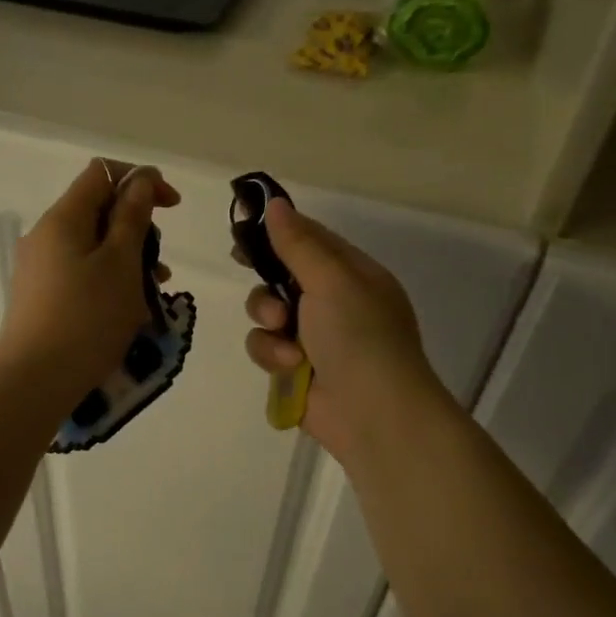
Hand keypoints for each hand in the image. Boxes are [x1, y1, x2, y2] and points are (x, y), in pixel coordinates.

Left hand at [0, 158, 180, 403]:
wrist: (34, 381)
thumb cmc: (87, 318)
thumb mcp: (121, 264)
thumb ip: (132, 218)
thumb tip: (140, 181)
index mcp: (63, 218)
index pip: (103, 173)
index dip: (141, 180)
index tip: (172, 207)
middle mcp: (46, 235)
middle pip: (98, 210)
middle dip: (137, 228)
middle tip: (160, 264)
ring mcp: (39, 267)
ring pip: (93, 246)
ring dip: (128, 258)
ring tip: (153, 291)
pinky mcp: (40, 296)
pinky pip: (81, 272)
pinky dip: (109, 279)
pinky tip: (128, 309)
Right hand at [243, 199, 447, 461]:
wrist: (374, 414)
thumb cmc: (359, 336)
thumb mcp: (332, 280)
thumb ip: (298, 243)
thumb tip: (275, 203)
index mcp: (353, 274)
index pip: (310, 239)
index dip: (276, 229)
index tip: (242, 222)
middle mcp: (334, 302)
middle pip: (281, 275)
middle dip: (265, 277)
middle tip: (241, 262)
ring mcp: (314, 338)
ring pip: (267, 313)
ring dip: (267, 319)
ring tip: (282, 331)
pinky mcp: (296, 369)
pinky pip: (266, 348)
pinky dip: (272, 355)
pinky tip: (290, 366)